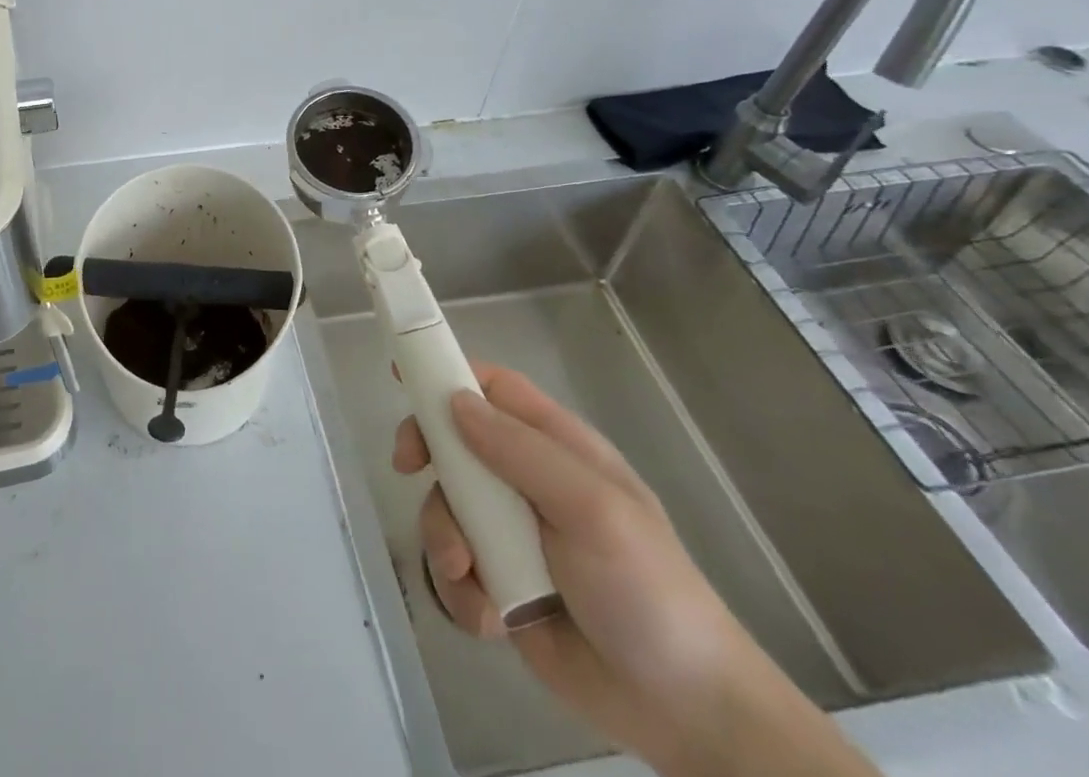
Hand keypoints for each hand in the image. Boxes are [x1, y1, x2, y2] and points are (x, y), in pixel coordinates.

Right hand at [393, 365, 874, 776]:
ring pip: (446, 506)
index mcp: (557, 448)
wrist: (686, 713)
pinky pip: (456, 567)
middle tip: (407, 468)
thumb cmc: (647, 591)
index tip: (402, 380)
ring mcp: (513, 533)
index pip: (494, 388)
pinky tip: (490, 618)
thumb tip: (455, 401)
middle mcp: (528, 481)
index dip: (448, 375)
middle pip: (455, 442)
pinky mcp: (501, 583)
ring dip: (444, 537)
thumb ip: (521, 451)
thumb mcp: (592, 510)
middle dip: (428, 455)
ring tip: (469, 574)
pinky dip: (461, 590)